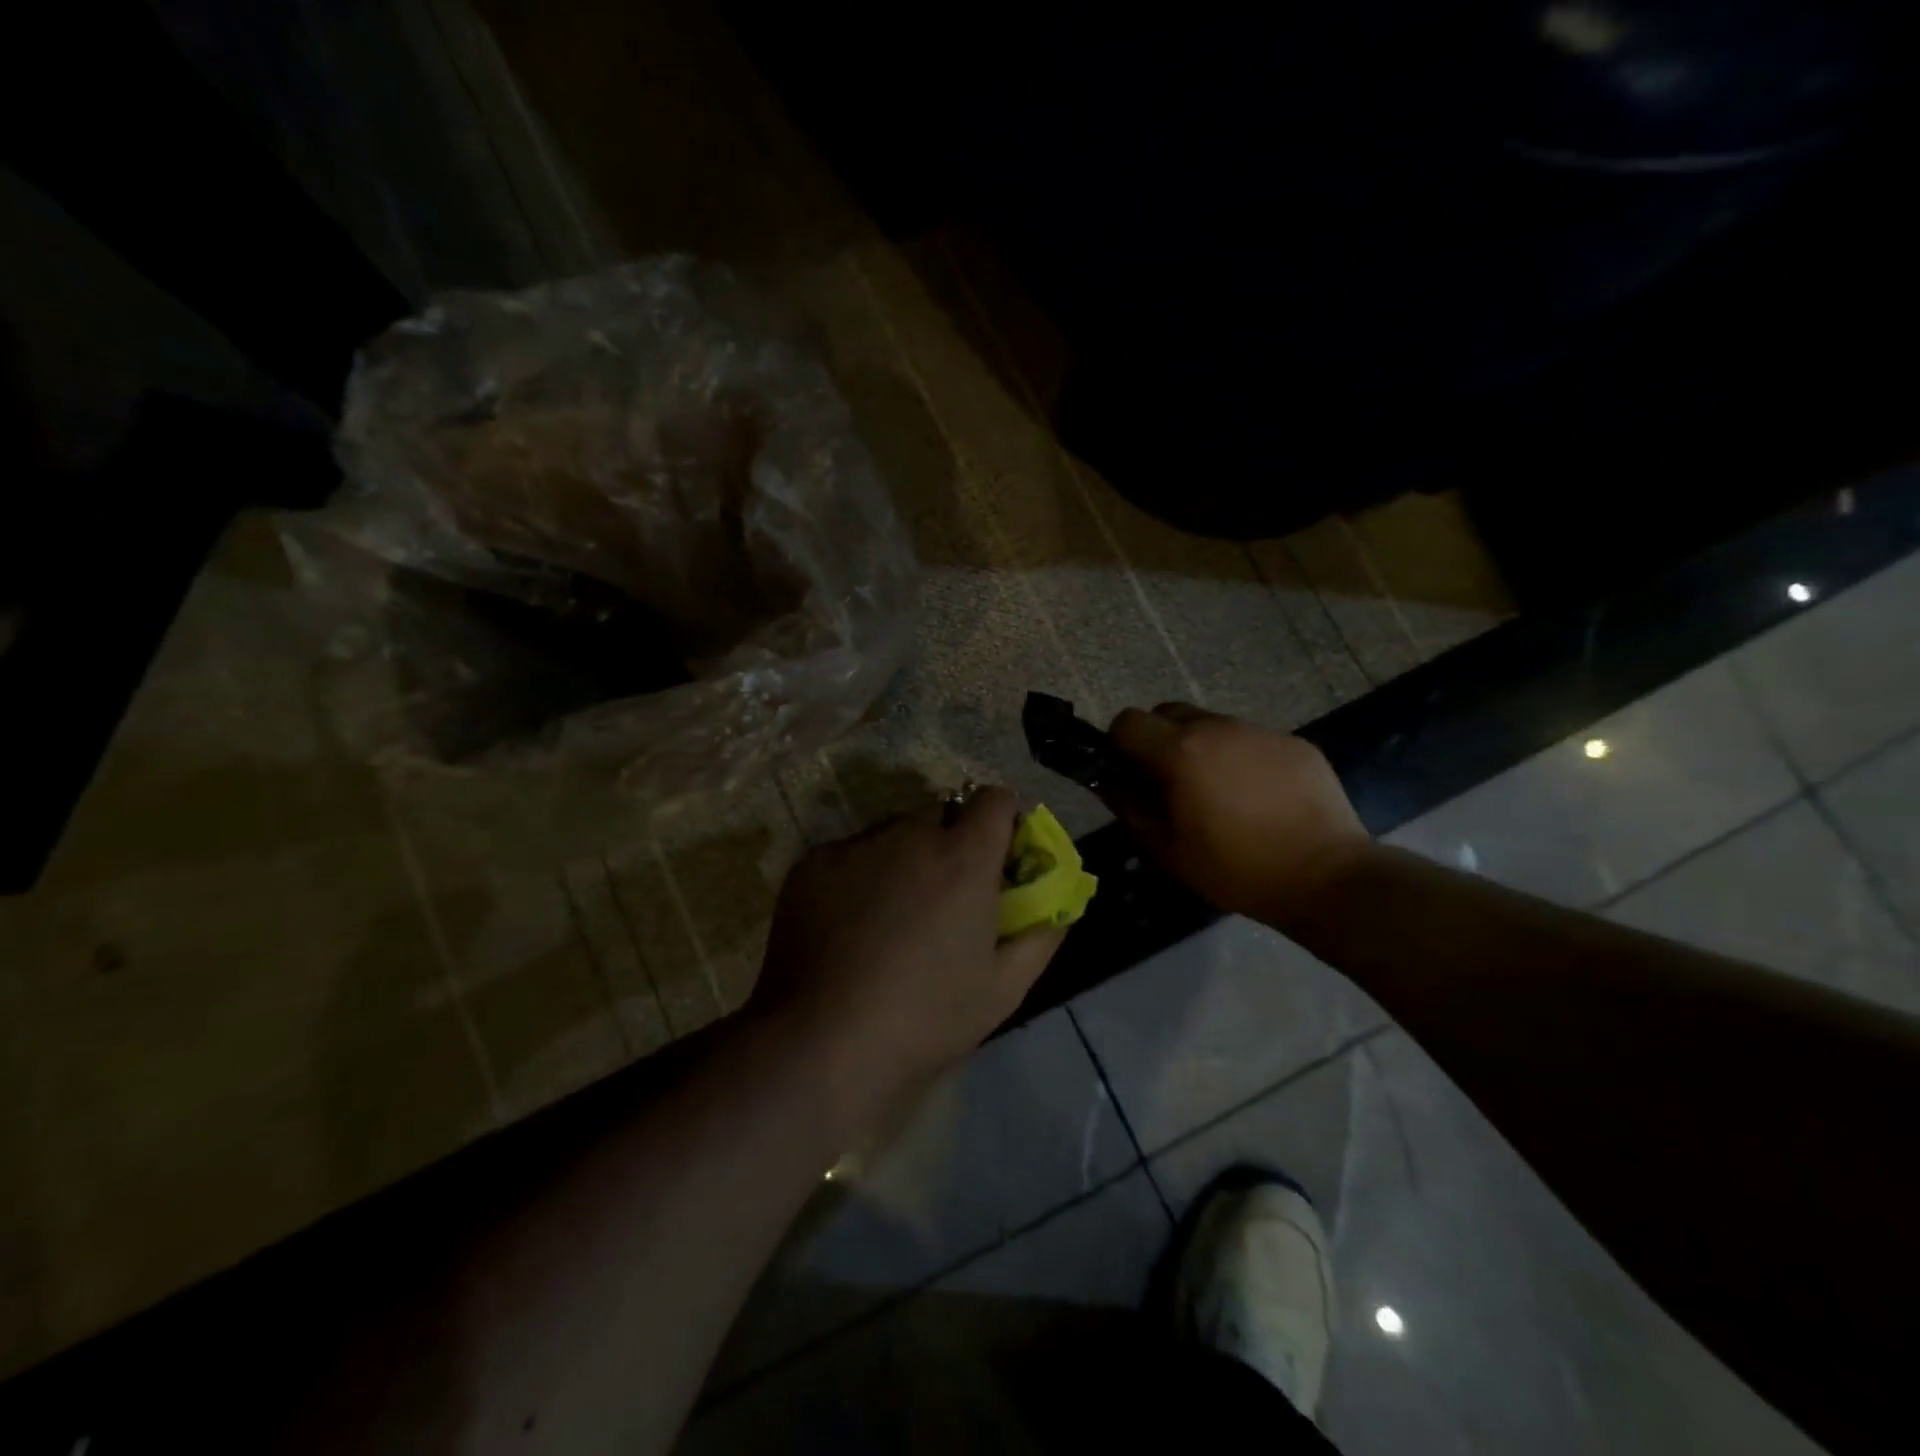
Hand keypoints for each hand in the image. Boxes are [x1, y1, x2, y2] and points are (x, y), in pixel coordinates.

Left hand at [749, 787, 1064, 1139]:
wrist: (823, 1042)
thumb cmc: (926, 1018)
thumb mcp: (1004, 988)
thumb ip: (1041, 935)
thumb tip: (1059, 907)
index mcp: (963, 858)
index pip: (995, 799)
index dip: (1005, 818)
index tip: (1003, 851)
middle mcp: (909, 835)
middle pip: (943, 813)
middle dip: (953, 840)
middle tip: (948, 891)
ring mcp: (855, 845)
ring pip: (894, 831)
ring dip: (907, 855)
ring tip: (896, 912)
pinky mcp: (813, 863)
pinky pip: (852, 853)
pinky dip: (863, 873)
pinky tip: (853, 923)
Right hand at [1105, 704, 1368, 929]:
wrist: (1328, 877)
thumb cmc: (1236, 869)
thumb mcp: (1168, 850)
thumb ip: (1130, 807)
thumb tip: (1109, 782)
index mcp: (1180, 752)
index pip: (1127, 721)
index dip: (1119, 746)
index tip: (1129, 776)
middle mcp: (1217, 727)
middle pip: (1168, 713)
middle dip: (1158, 740)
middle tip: (1170, 783)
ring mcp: (1260, 731)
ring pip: (1211, 724)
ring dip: (1201, 748)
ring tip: (1219, 793)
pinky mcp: (1293, 742)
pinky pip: (1250, 739)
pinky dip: (1240, 758)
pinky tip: (1258, 797)